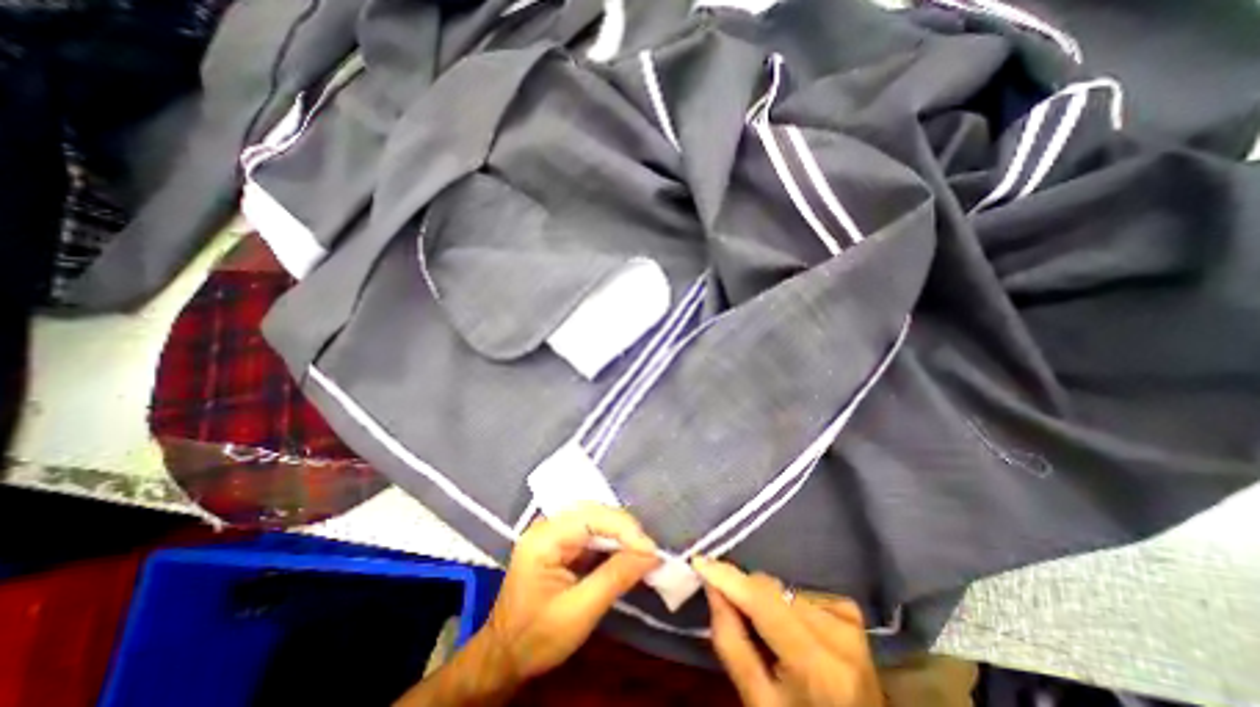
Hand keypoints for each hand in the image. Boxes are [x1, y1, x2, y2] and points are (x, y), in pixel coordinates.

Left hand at [480, 508, 659, 683]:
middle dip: (624, 530)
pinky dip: (611, 542)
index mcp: (544, 538)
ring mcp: (552, 532)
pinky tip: (625, 554)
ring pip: (595, 519)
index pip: (591, 517)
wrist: (503, 658)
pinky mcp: (560, 542)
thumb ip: (615, 578)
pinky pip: (591, 532)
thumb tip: (651, 555)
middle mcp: (547, 526)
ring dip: (620, 535)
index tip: (651, 550)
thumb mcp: (579, 613)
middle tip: (649, 552)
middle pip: (594, 513)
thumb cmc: (536, 639)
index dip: (624, 528)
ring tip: (642, 553)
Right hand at [688, 559, 882, 705]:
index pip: (763, 603)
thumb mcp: (758, 704)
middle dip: (743, 591)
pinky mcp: (851, 612)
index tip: (699, 561)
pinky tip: (787, 627)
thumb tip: (711, 586)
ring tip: (762, 630)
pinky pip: (799, 591)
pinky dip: (783, 603)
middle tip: (725, 605)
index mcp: (819, 668)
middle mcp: (839, 635)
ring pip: (782, 589)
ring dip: (763, 599)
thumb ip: (731, 642)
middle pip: (771, 591)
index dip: (729, 579)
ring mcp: (849, 620)